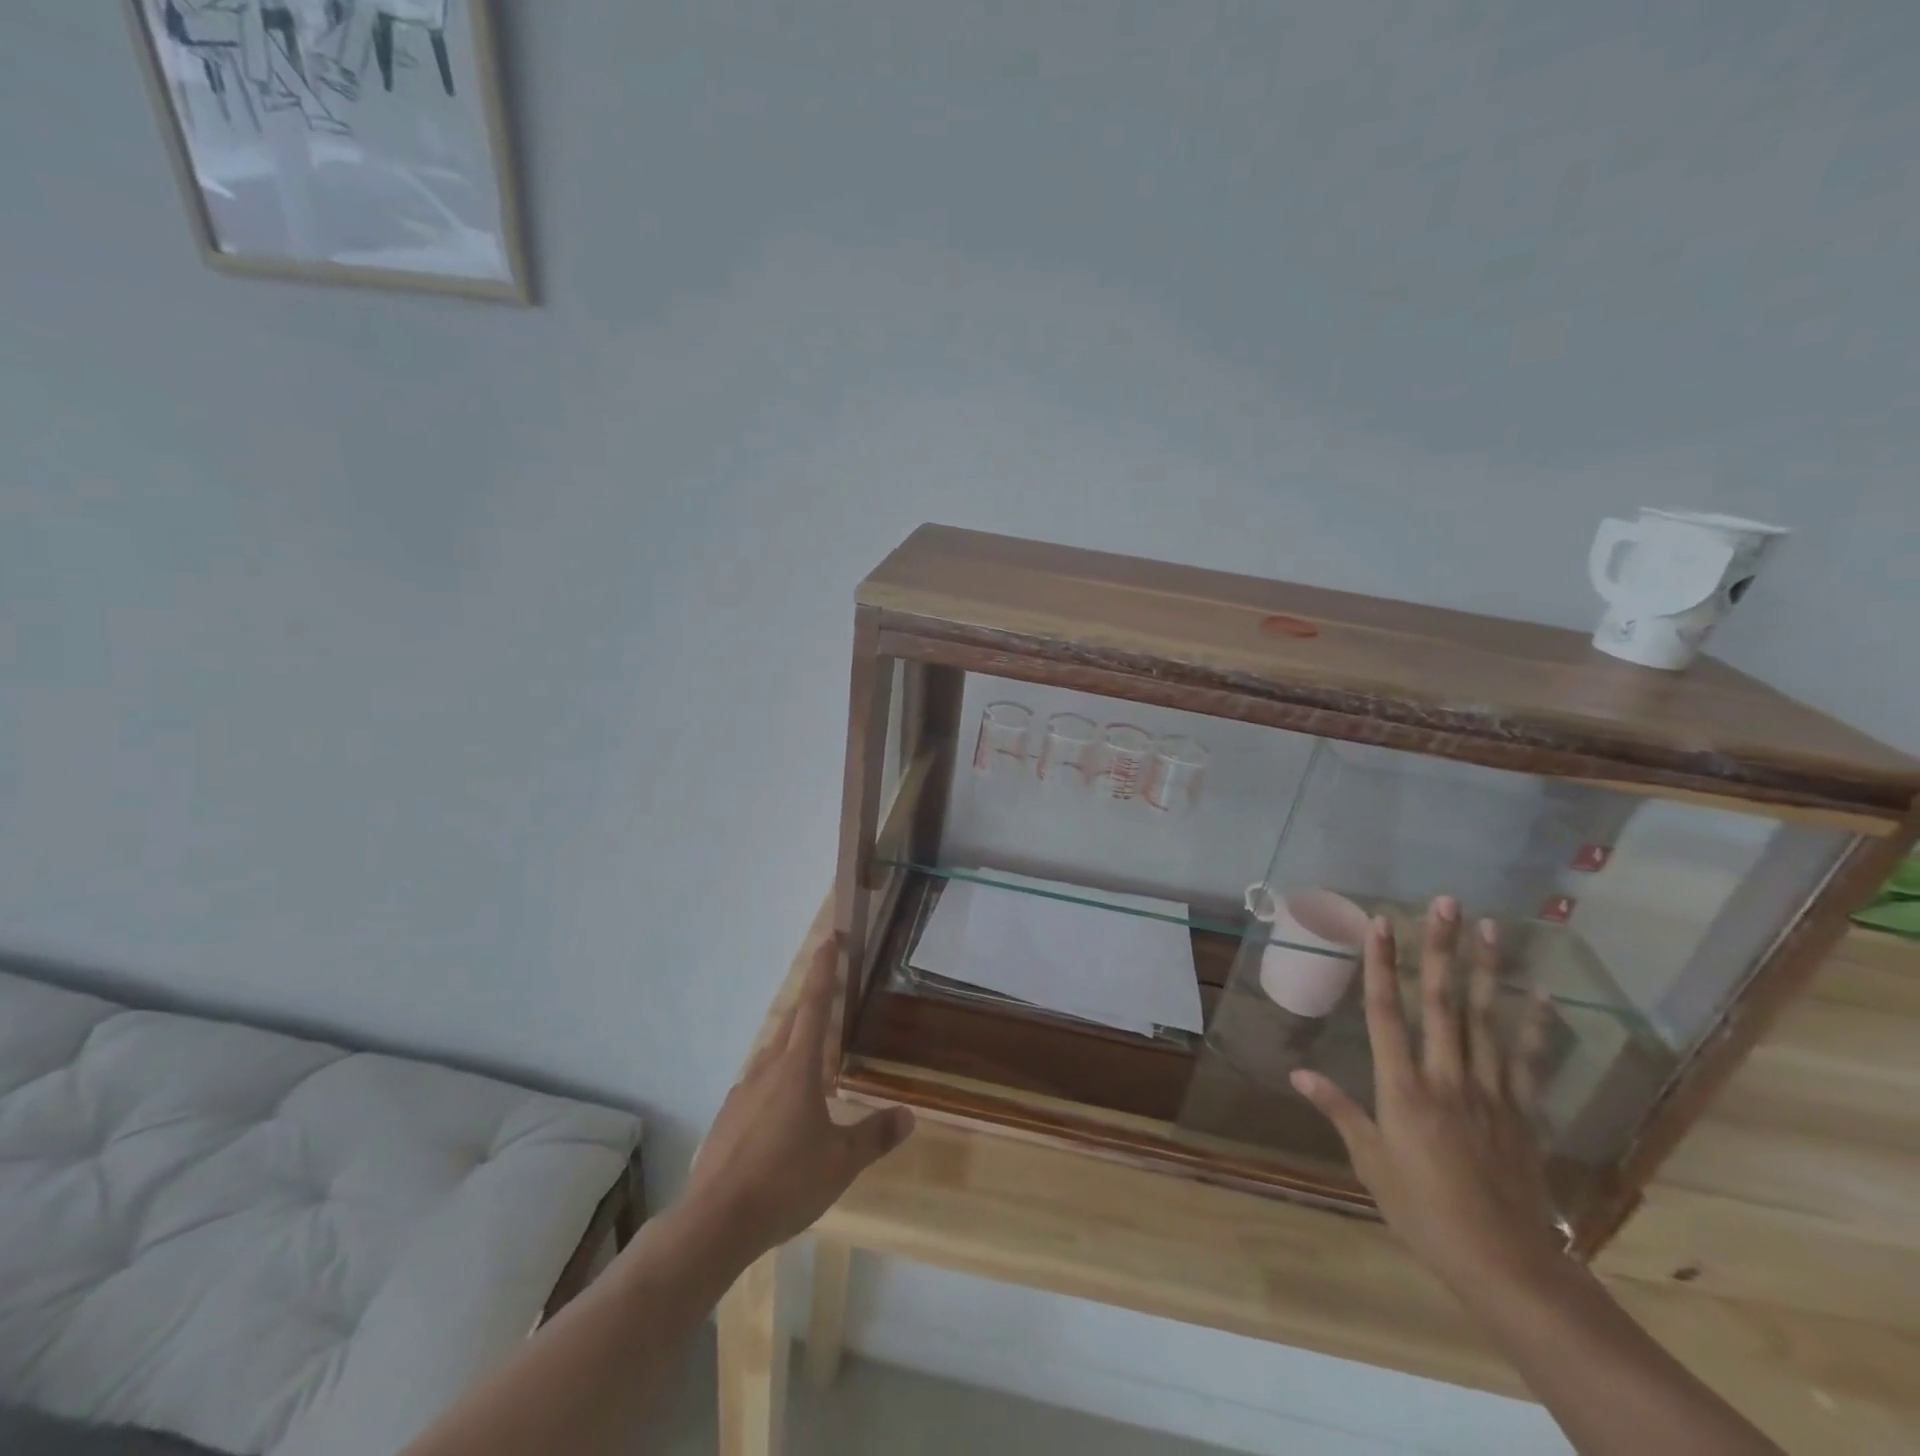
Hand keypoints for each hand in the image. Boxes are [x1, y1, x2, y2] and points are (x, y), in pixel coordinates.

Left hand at [683, 937, 914, 1259]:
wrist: (714, 1223)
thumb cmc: (785, 1182)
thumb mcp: (841, 1163)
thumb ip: (875, 1136)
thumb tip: (909, 1116)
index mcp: (797, 1069)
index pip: (814, 1006)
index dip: (823, 970)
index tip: (829, 939)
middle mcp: (767, 1070)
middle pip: (791, 1025)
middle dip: (810, 1004)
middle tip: (828, 995)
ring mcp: (741, 1094)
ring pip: (771, 1056)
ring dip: (791, 1045)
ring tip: (810, 1059)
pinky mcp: (726, 1119)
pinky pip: (756, 1086)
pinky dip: (774, 1083)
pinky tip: (781, 1113)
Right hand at [1291, 898, 1565, 1294]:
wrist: (1506, 1263)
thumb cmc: (1423, 1210)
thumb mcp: (1370, 1162)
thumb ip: (1339, 1110)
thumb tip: (1297, 1074)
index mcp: (1403, 1087)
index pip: (1386, 1012)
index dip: (1381, 964)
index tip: (1381, 924)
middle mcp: (1447, 1076)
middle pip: (1441, 1001)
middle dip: (1441, 948)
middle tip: (1446, 904)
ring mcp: (1490, 1090)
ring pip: (1486, 1018)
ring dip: (1487, 970)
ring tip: (1491, 928)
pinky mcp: (1523, 1110)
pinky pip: (1527, 1059)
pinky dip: (1534, 1025)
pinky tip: (1540, 994)